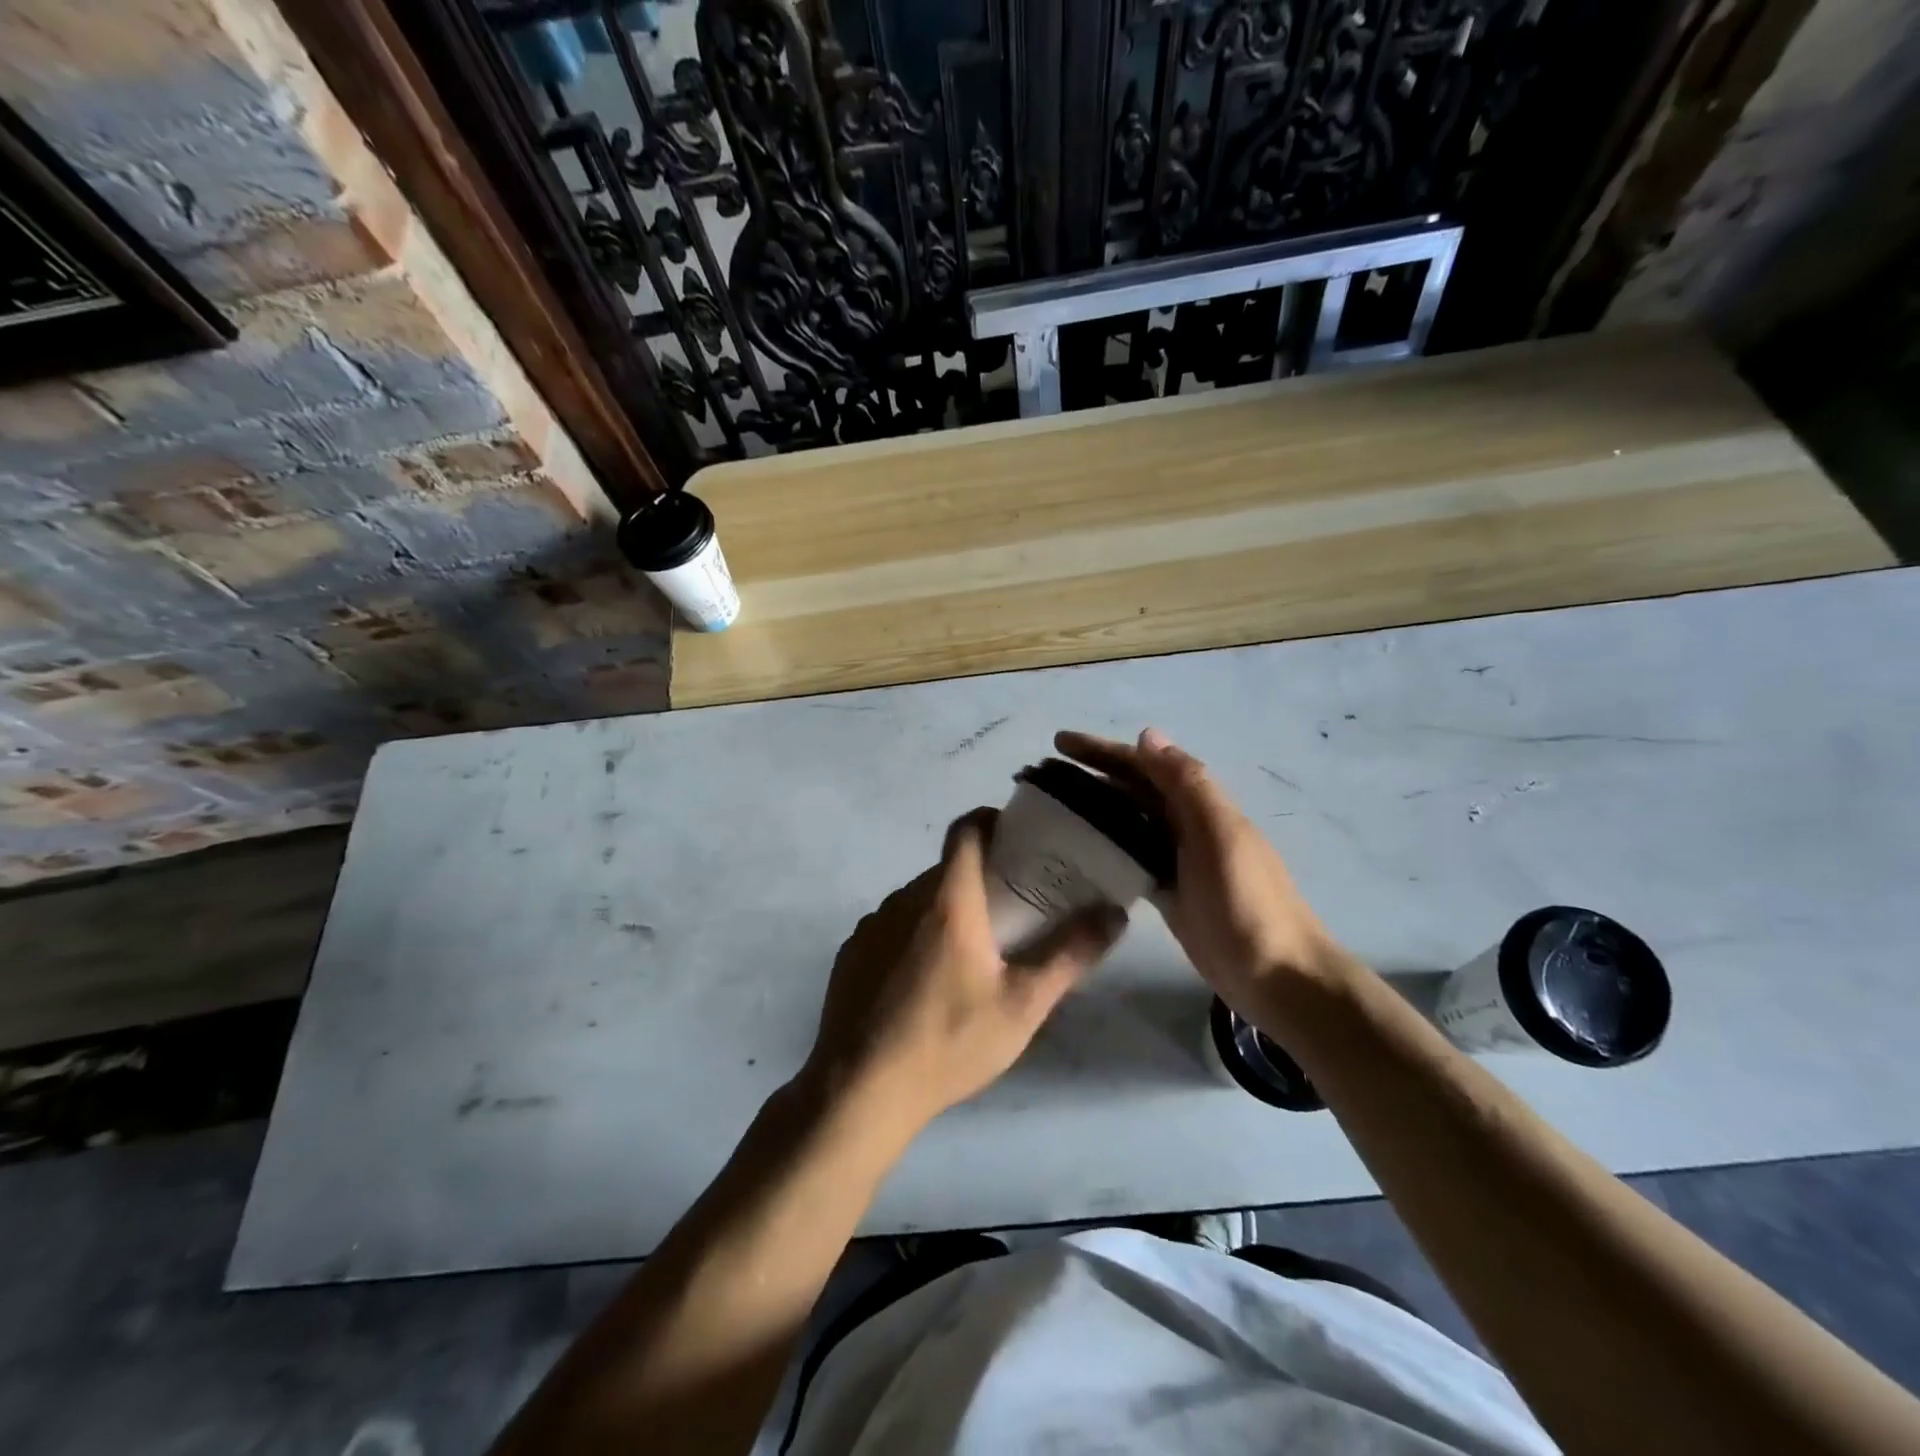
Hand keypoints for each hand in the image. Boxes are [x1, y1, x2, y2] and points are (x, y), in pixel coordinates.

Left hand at [803, 809, 1127, 1137]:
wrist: (860, 1090)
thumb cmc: (949, 1041)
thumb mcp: (1023, 1005)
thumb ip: (1071, 955)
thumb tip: (1115, 913)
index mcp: (947, 899)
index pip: (966, 830)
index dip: (991, 822)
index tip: (1017, 838)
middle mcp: (903, 899)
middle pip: (946, 869)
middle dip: (979, 877)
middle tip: (1012, 908)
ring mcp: (871, 926)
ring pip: (917, 900)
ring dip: (945, 910)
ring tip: (972, 952)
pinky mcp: (851, 954)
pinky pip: (891, 928)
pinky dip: (913, 936)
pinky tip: (924, 983)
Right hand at [1055, 728, 1353, 1010]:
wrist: (1278, 977)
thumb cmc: (1247, 902)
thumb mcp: (1219, 836)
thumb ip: (1187, 784)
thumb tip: (1147, 736)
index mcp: (1200, 805)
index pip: (1143, 765)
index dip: (1103, 750)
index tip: (1059, 742)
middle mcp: (1186, 825)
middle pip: (1133, 790)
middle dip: (1093, 776)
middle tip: (1043, 777)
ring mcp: (1177, 861)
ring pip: (1130, 823)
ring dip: (1096, 810)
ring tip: (1051, 809)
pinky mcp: (1169, 893)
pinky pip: (1131, 859)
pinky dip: (1107, 849)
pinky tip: (1079, 853)